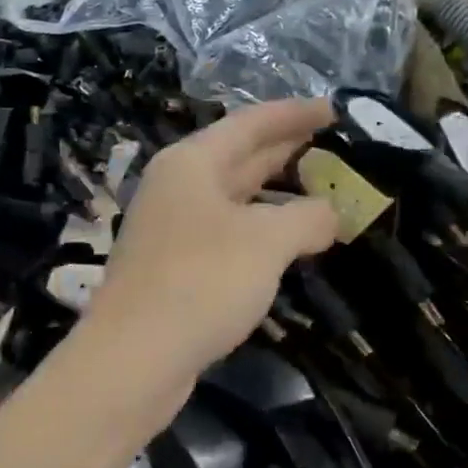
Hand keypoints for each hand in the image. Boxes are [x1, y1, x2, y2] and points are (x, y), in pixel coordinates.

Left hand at [81, 99, 336, 395]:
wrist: (134, 357)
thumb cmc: (202, 282)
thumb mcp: (266, 242)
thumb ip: (307, 217)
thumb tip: (330, 214)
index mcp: (191, 163)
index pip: (251, 124)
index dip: (294, 115)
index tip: (332, 110)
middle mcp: (177, 188)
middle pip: (239, 159)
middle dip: (285, 152)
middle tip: (331, 147)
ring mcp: (171, 230)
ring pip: (234, 201)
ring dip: (275, 197)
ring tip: (318, 196)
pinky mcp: (173, 268)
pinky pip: (226, 236)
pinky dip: (259, 233)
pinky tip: (285, 246)